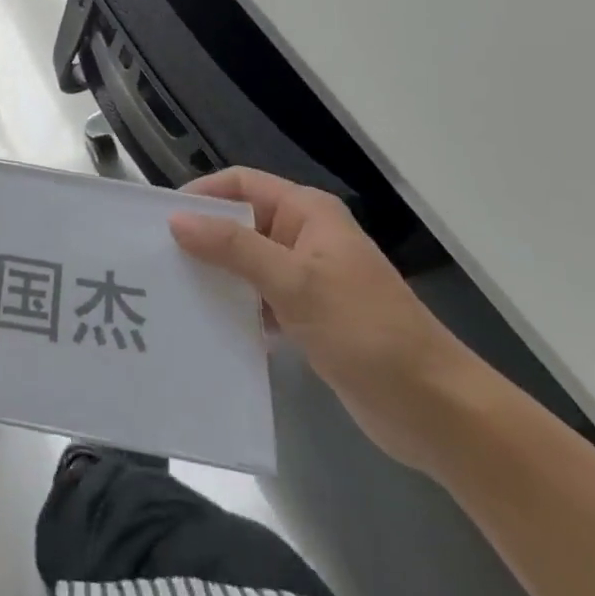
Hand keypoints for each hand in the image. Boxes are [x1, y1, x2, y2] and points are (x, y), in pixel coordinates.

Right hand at [170, 168, 478, 472]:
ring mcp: (307, 278)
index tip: (161, 218)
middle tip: (158, 259)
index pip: (240, 184)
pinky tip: (211, 326)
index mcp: (306, 212)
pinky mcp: (309, 316)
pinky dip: (238, 308)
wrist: (436, 411)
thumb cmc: (366, 331)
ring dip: (218, 276)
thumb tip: (176, 221)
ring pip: (247, 263)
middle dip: (203, 238)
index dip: (202, 194)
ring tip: (174, 293)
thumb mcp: (295, 283)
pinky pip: (260, 299)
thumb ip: (234, 249)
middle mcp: (303, 236)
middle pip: (241, 223)